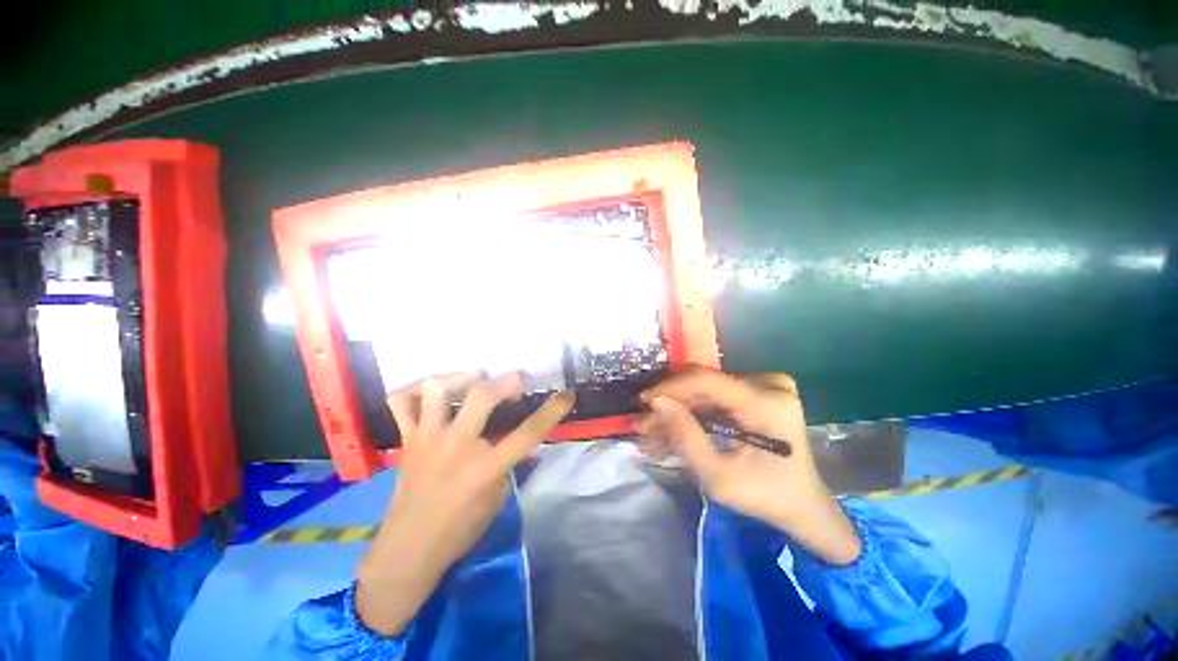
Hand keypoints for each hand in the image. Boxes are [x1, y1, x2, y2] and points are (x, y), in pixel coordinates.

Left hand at [356, 373, 573, 634]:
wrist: (407, 549)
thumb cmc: (460, 528)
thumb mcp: (498, 497)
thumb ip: (509, 461)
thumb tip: (520, 436)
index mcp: (485, 468)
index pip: (528, 433)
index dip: (552, 410)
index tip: (567, 394)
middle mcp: (456, 446)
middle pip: (482, 395)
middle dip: (506, 380)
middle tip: (515, 382)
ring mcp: (428, 438)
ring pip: (437, 389)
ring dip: (460, 377)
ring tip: (473, 380)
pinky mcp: (408, 439)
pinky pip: (401, 401)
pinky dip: (415, 391)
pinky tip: (432, 394)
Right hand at [637, 369, 860, 564]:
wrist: (803, 505)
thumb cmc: (765, 497)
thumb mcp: (718, 477)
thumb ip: (686, 437)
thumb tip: (658, 402)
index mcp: (767, 404)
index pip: (707, 380)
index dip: (670, 388)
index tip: (644, 402)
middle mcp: (769, 385)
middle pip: (703, 386)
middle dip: (670, 405)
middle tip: (645, 424)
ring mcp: (765, 386)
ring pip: (705, 392)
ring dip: (678, 411)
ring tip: (654, 432)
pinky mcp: (758, 392)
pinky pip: (716, 397)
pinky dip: (694, 413)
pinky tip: (674, 430)